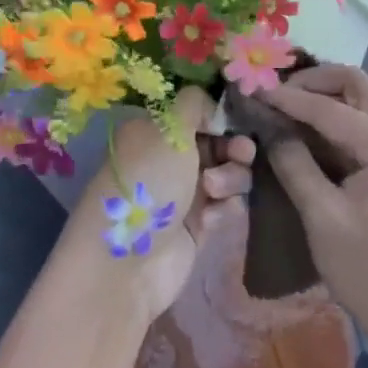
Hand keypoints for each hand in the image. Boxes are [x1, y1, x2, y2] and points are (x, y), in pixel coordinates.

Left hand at [66, 87, 254, 319]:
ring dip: (230, 178)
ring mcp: (183, 195)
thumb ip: (195, 103)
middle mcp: (168, 160)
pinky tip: (212, 219)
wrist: (127, 264)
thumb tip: (213, 106)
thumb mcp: (169, 128)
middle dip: (233, 148)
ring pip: (228, 174)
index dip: (219, 116)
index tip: (234, 122)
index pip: (197, 113)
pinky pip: (226, 207)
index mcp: (153, 132)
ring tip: (214, 192)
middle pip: (218, 143)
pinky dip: (225, 209)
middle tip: (240, 154)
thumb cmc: (147, 183)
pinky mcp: (197, 228)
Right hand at [262, 66, 367, 358]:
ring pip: (364, 101)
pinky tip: (311, 136)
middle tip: (276, 95)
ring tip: (286, 110)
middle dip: (314, 82)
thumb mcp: (323, 217)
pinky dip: (339, 120)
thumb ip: (295, 166)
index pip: (328, 107)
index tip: (252, 91)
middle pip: (357, 84)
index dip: (287, 98)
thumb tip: (272, 131)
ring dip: (327, 98)